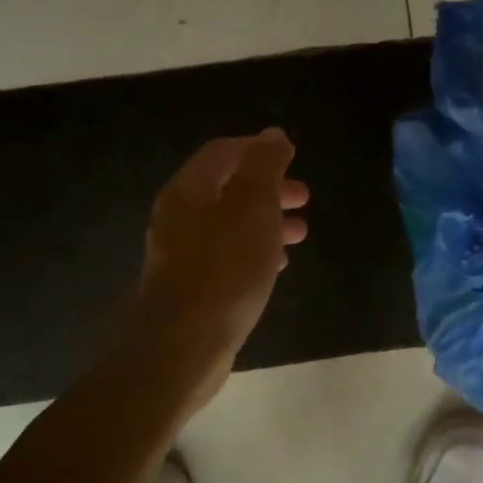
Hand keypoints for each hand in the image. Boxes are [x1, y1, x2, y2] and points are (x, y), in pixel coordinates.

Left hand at [124, 128, 308, 411]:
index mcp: (189, 191)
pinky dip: (254, 250)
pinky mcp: (191, 286)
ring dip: (266, 221)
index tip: (293, 159)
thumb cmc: (225, 270)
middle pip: (228, 188)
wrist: (184, 346)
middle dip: (269, 188)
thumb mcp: (253, 209)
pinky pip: (226, 255)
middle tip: (304, 197)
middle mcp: (178, 216)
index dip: (258, 149)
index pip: (223, 153)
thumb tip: (272, 135)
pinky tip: (277, 265)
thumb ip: (264, 167)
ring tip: (300, 233)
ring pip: (230, 224)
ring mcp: (181, 253)